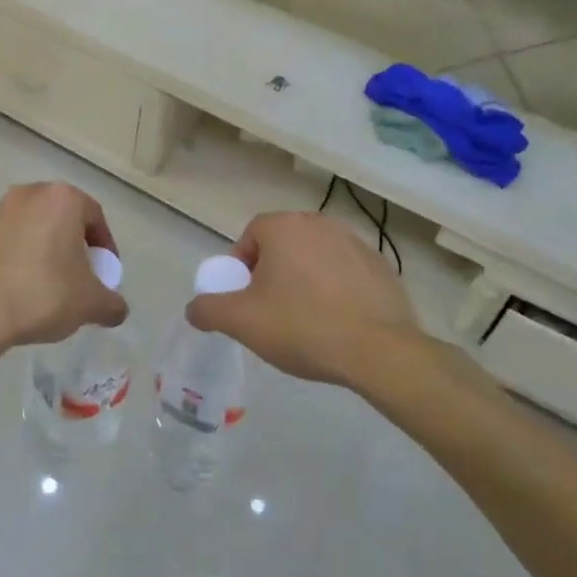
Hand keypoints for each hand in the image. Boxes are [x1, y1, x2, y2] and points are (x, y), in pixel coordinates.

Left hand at [0, 183, 128, 351]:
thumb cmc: (43, 294)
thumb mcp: (90, 303)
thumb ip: (112, 303)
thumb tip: (117, 309)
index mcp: (63, 198)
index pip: (95, 217)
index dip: (105, 246)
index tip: (105, 273)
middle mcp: (30, 193)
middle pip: (64, 217)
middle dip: (76, 245)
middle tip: (81, 276)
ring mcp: (0, 209)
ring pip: (36, 226)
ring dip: (48, 249)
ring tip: (52, 283)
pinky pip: (12, 238)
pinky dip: (23, 255)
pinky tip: (24, 285)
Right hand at [185, 211, 431, 389]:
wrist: (379, 351)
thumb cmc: (302, 326)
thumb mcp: (241, 321)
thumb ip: (208, 309)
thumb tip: (194, 308)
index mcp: (285, 227)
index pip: (251, 235)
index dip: (242, 266)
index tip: (245, 298)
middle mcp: (321, 224)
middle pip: (284, 244)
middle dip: (273, 272)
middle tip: (270, 310)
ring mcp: (357, 243)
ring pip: (316, 258)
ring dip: (305, 280)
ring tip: (306, 319)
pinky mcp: (383, 267)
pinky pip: (346, 273)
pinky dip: (337, 290)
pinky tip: (338, 322)